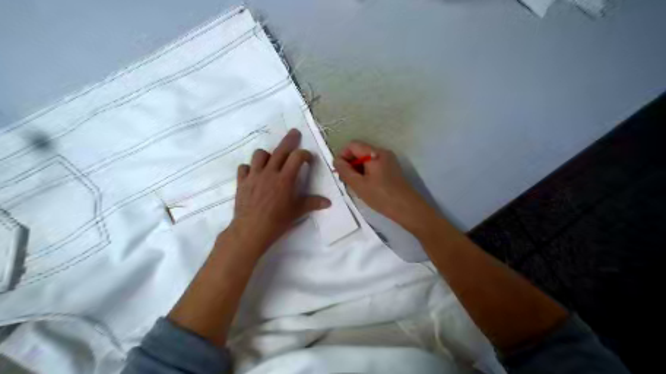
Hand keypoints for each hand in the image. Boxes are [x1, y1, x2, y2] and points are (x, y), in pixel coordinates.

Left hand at [231, 127, 331, 253]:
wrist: (250, 230)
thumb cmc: (277, 221)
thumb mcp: (297, 212)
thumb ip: (312, 203)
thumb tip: (328, 202)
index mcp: (285, 178)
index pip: (297, 157)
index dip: (305, 154)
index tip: (308, 158)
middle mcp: (269, 172)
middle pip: (280, 150)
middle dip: (289, 140)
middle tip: (294, 133)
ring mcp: (254, 175)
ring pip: (259, 154)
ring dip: (267, 154)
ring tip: (272, 159)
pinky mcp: (242, 182)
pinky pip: (244, 167)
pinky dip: (250, 168)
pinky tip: (254, 174)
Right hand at [333, 140, 438, 233]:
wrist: (407, 208)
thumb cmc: (381, 196)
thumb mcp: (358, 185)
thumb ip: (345, 171)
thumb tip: (336, 160)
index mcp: (374, 153)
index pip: (352, 145)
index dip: (343, 155)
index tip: (340, 171)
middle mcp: (382, 152)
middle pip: (359, 151)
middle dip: (350, 163)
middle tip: (346, 181)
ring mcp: (388, 160)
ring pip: (366, 159)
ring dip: (357, 169)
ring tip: (356, 186)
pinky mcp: (391, 169)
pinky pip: (374, 165)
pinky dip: (366, 173)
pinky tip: (366, 187)